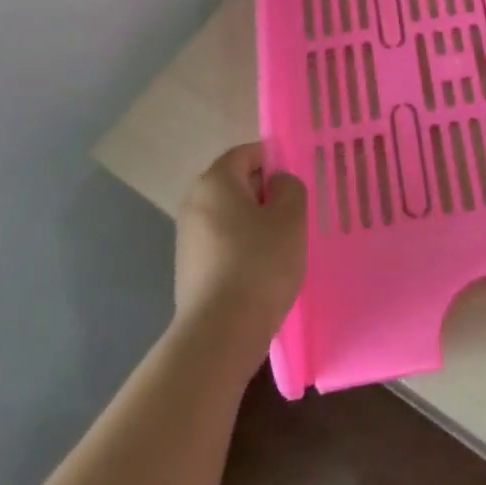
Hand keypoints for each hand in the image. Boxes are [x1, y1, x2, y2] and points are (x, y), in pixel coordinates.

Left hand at [174, 143, 306, 347]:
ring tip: (282, 246)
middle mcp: (194, 202)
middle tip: (295, 215)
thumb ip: (290, 188)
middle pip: (236, 183)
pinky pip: (222, 242)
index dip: (275, 161)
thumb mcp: (291, 218)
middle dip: (266, 194)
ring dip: (255, 223)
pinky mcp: (189, 267)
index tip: (297, 184)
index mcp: (215, 181)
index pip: (247, 153)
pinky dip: (242, 247)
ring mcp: (187, 237)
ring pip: (230, 215)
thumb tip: (277, 184)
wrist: (220, 331)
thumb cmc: (260, 263)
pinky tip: (262, 270)